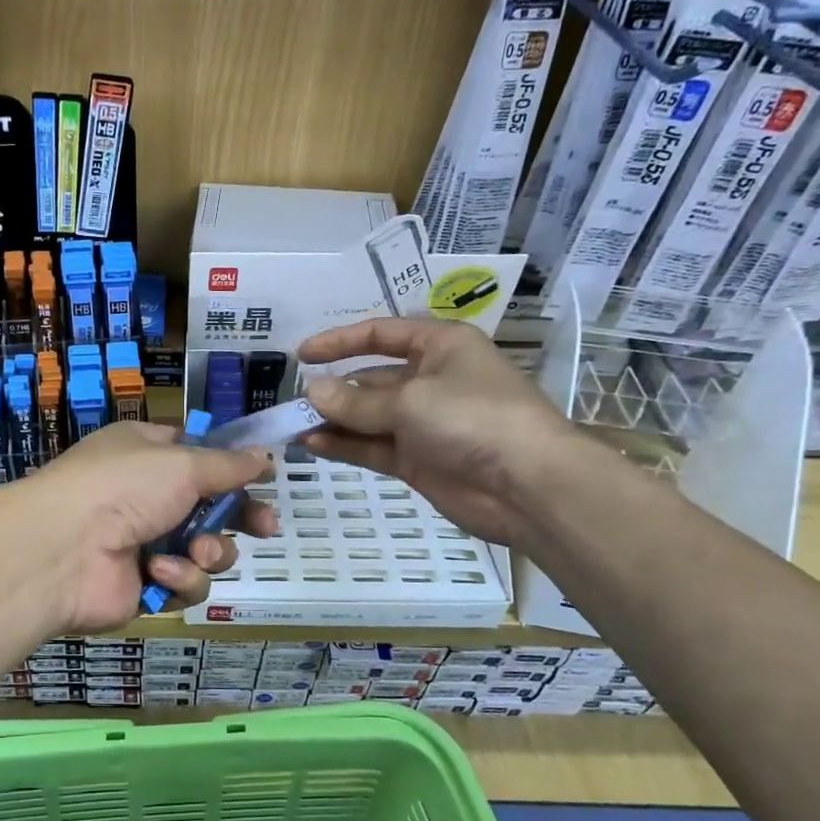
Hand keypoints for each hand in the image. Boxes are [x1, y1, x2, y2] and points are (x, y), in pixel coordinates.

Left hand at [0, 422, 276, 634]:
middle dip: (240, 518)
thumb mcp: (182, 463)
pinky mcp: (145, 586)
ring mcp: (145, 542)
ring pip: (206, 550)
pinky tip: (158, 572)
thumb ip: (228, 465)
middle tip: (266, 528)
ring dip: (209, 551)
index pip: (199, 456)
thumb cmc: (122, 487)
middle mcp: (146, 495)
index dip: (233, 468)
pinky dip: (179, 578)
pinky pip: (185, 583)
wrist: (62, 550)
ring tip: (197, 552)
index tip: (264, 478)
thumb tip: (265, 455)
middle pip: (211, 508)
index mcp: (147, 454)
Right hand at [299, 317, 583, 544]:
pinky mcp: (418, 460)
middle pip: (371, 379)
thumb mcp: (410, 400)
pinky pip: (372, 447)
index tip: (303, 355)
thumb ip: (356, 400)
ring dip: (334, 420)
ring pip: (368, 417)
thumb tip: (312, 392)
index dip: (341, 341)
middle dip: (334, 389)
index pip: (382, 334)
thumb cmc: (473, 418)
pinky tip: (312, 444)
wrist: (527, 486)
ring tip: (293, 426)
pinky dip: (344, 445)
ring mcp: (424, 423)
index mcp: (441, 347)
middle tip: (292, 402)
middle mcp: (431, 380)